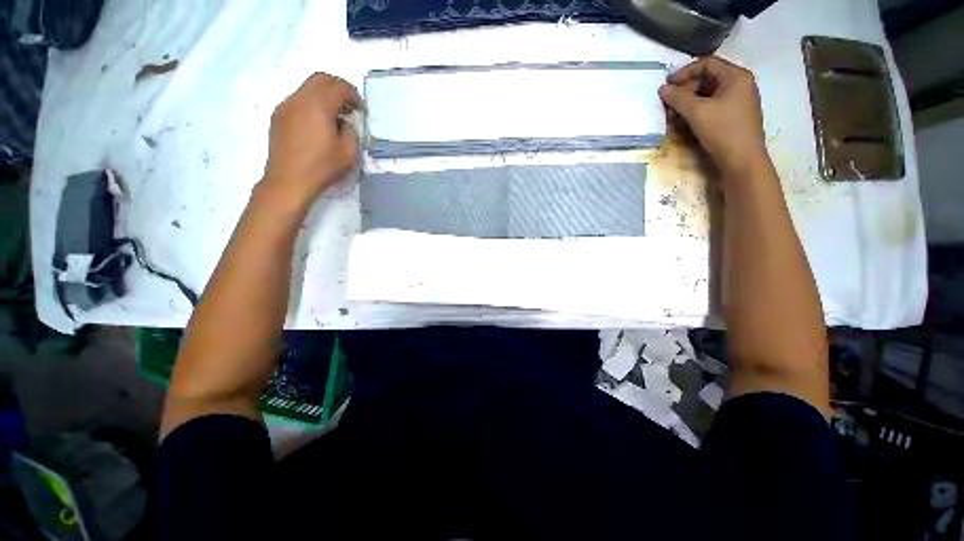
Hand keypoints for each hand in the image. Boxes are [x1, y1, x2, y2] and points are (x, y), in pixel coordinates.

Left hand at [262, 73, 361, 211]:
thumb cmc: (322, 167)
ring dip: (324, 95)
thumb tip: (344, 122)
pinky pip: (298, 100)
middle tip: (349, 104)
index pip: (339, 87)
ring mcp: (285, 106)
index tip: (361, 110)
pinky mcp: (278, 116)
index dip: (353, 95)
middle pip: (320, 78)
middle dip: (338, 87)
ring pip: (307, 88)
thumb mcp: (348, 153)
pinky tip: (318, 123)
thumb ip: (351, 131)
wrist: (289, 180)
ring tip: (334, 115)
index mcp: (318, 106)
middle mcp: (299, 99)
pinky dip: (312, 103)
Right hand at [659, 57, 768, 179]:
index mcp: (736, 77)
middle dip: (683, 93)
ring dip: (686, 106)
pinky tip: (682, 126)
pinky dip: (694, 115)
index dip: (684, 73)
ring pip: (705, 97)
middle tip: (668, 107)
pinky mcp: (730, 118)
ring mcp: (735, 102)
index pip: (706, 64)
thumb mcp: (697, 112)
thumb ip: (678, 98)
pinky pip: (709, 109)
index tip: (666, 86)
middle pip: (705, 81)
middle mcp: (738, 85)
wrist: (742, 161)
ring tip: (671, 120)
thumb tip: (662, 89)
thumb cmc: (723, 131)